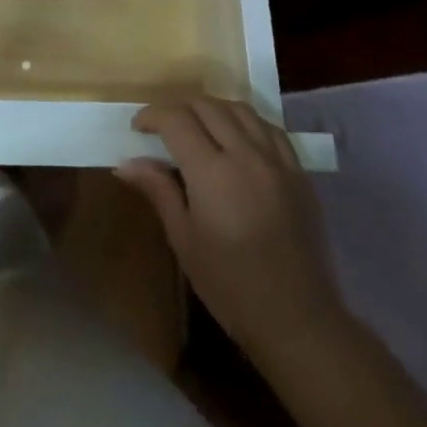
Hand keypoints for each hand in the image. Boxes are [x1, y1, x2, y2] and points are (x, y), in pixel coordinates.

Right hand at [117, 97, 346, 357]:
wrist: (298, 320)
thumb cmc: (231, 285)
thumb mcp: (184, 240)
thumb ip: (159, 191)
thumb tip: (126, 163)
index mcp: (213, 172)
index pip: (176, 119)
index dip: (152, 115)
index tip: (138, 129)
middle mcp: (246, 155)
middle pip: (207, 105)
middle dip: (178, 107)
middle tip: (163, 127)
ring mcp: (278, 161)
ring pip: (240, 108)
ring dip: (212, 108)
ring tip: (198, 126)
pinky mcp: (300, 173)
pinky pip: (270, 128)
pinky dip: (246, 121)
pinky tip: (237, 138)